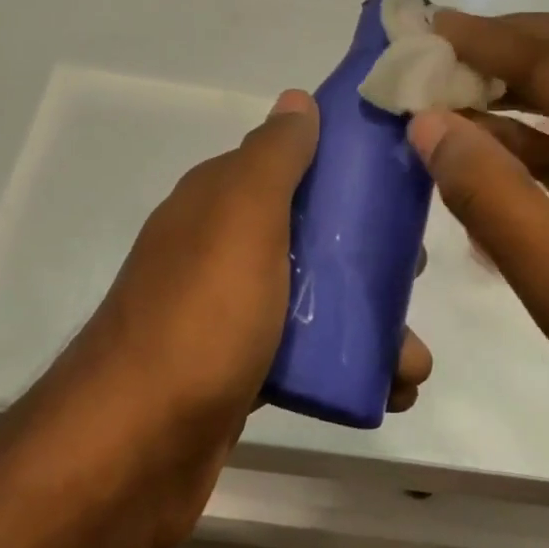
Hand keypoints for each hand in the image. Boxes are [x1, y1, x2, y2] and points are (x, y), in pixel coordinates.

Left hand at [49, 89, 433, 547]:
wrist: (135, 448)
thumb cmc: (202, 316)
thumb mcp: (243, 217)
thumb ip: (273, 156)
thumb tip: (298, 99)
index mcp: (217, 202)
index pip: (288, 164)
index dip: (342, 168)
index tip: (398, 185)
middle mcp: (218, 249)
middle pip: (307, 233)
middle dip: (365, 251)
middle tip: (413, 273)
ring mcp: (226, 313)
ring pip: (311, 299)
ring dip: (367, 319)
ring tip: (413, 358)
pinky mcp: (238, 373)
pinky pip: (303, 356)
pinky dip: (345, 366)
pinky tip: (388, 389)